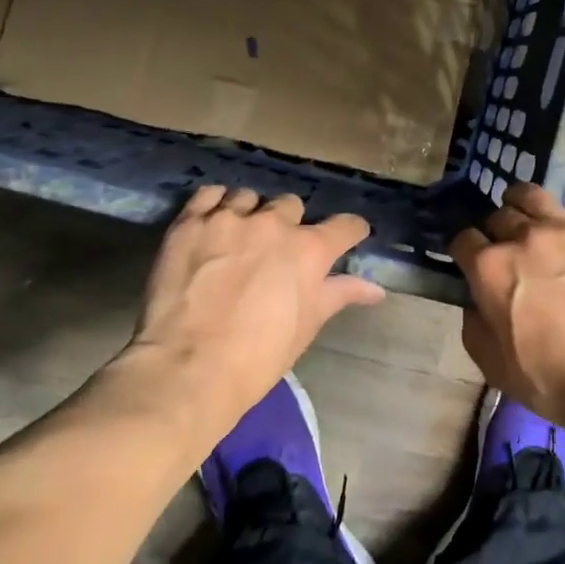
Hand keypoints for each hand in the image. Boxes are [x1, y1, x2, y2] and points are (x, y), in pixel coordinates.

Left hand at [127, 186, 383, 421]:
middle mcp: (273, 224)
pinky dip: (215, 205)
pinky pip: (209, 195)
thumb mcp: (307, 326)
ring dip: (251, 213)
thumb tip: (376, 289)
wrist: (188, 368)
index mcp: (308, 250)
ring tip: (240, 237)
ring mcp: (229, 219)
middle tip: (277, 250)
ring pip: (249, 198)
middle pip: (291, 205)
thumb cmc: (258, 356)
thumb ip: (340, 295)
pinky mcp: (190, 223)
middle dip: (290, 223)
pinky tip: (213, 223)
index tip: (348, 238)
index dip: (350, 232)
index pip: (345, 226)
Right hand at [450, 183, 564, 425]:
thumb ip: (474, 323)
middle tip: (509, 250)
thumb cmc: (551, 380)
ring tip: (535, 222)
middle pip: (500, 214)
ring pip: (536, 196)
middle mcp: (526, 236)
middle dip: (498, 230)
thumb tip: (476, 301)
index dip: (465, 251)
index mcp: (491, 266)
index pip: (463, 238)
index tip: (472, 263)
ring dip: (528, 207)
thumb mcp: (492, 364)